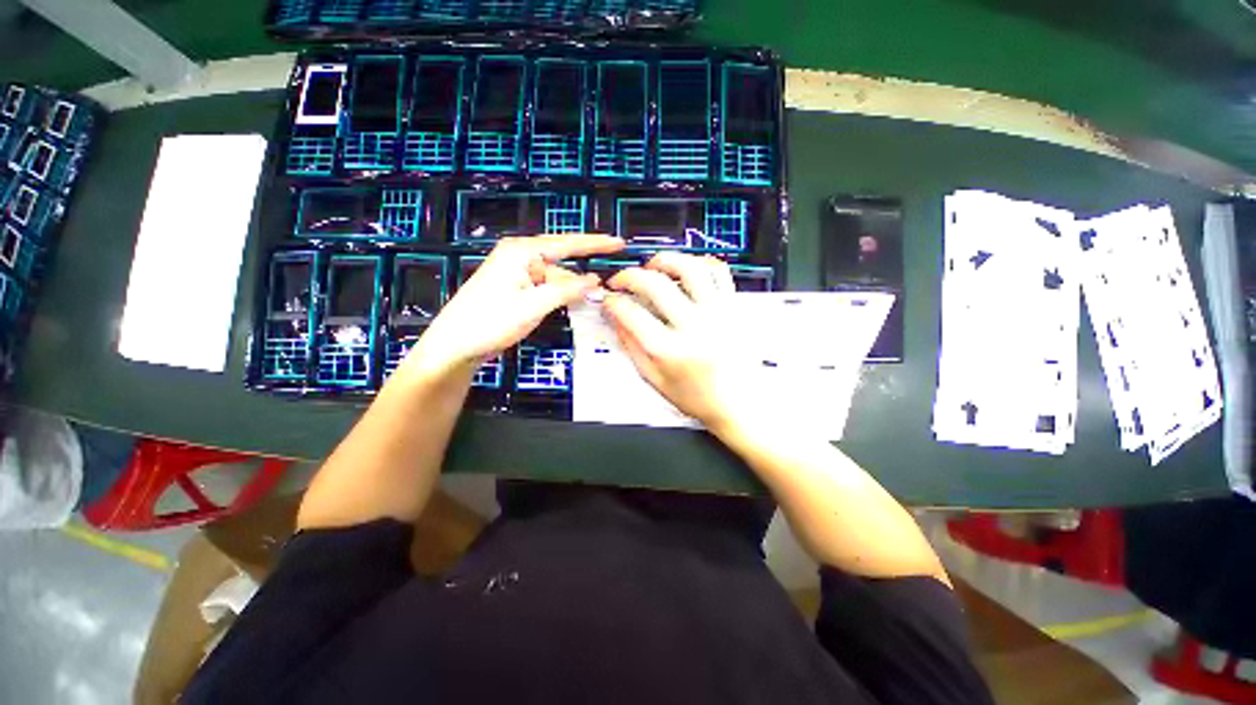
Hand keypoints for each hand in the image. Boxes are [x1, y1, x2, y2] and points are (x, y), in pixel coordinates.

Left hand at [404, 234, 624, 378]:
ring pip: (555, 278)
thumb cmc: (491, 321)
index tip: (620, 243)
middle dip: (581, 278)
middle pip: (562, 263)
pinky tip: (571, 305)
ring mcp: (517, 272)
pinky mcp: (516, 287)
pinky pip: (546, 287)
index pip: (567, 243)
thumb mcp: (535, 305)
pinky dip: (559, 296)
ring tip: (588, 305)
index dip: (596, 243)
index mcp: (522, 251)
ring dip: (571, 291)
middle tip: (605, 291)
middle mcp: (520, 255)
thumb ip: (568, 290)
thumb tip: (596, 281)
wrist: (456, 344)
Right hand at [602, 252, 754, 432]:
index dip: (612, 302)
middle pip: (655, 285)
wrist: (740, 404)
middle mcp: (695, 327)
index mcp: (671, 351)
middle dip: (629, 275)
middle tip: (621, 280)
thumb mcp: (655, 381)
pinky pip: (719, 271)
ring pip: (689, 268)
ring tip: (652, 266)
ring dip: (664, 260)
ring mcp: (718, 314)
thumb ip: (632, 348)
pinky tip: (686, 269)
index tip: (609, 299)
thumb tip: (616, 319)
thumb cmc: (699, 399)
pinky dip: (700, 262)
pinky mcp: (734, 307)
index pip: (631, 314)